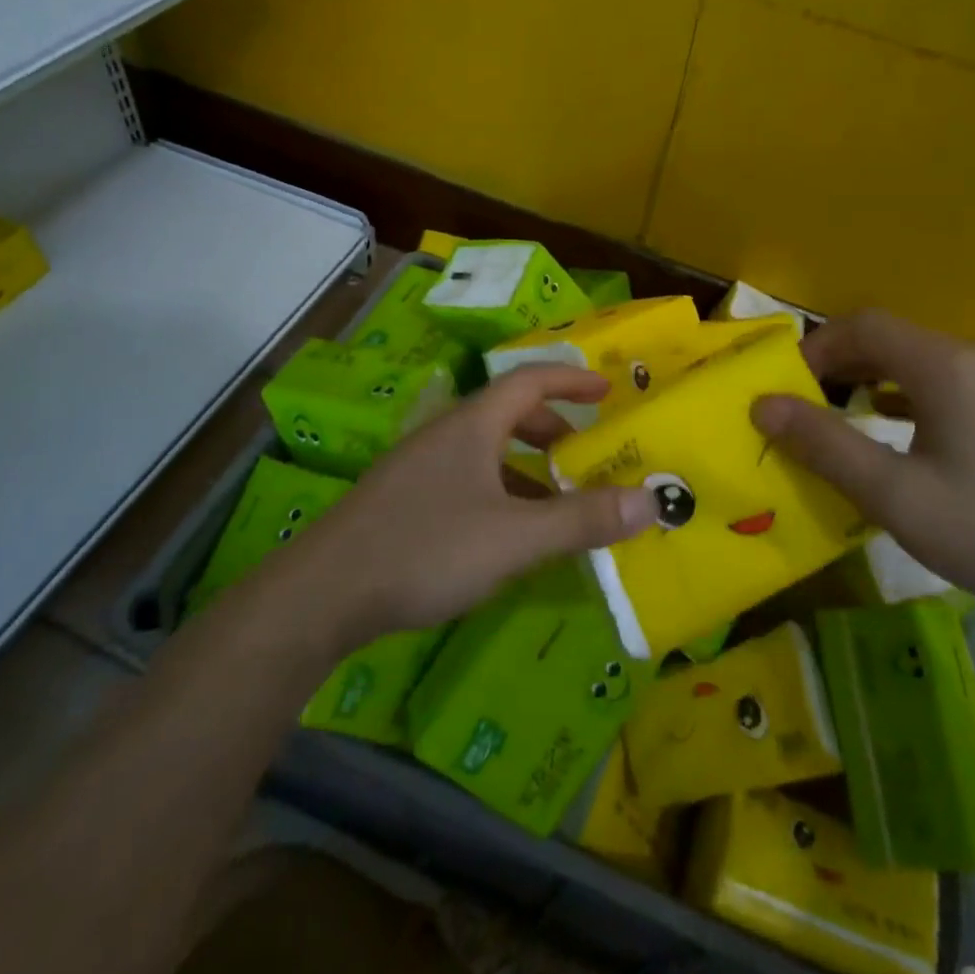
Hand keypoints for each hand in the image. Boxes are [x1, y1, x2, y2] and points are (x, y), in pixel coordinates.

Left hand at [287, 364, 656, 642]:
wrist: (322, 593)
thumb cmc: (425, 549)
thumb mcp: (514, 538)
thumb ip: (582, 519)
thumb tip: (652, 501)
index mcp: (472, 426)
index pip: (528, 380)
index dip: (570, 381)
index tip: (606, 392)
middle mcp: (444, 435)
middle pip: (506, 413)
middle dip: (550, 427)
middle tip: (584, 452)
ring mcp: (418, 467)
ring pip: (484, 450)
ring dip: (525, 465)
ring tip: (555, 500)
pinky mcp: (402, 499)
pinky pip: (465, 478)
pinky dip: (498, 491)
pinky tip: (505, 535)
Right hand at [752, 310, 974, 631]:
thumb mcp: (898, 496)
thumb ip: (827, 447)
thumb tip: (764, 406)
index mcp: (944, 366)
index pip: (863, 326)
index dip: (815, 348)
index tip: (788, 390)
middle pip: (892, 339)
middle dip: (840, 365)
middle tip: (809, 408)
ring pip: (923, 362)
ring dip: (876, 380)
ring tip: (848, 419)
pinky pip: (952, 384)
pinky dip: (912, 396)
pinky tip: (908, 437)